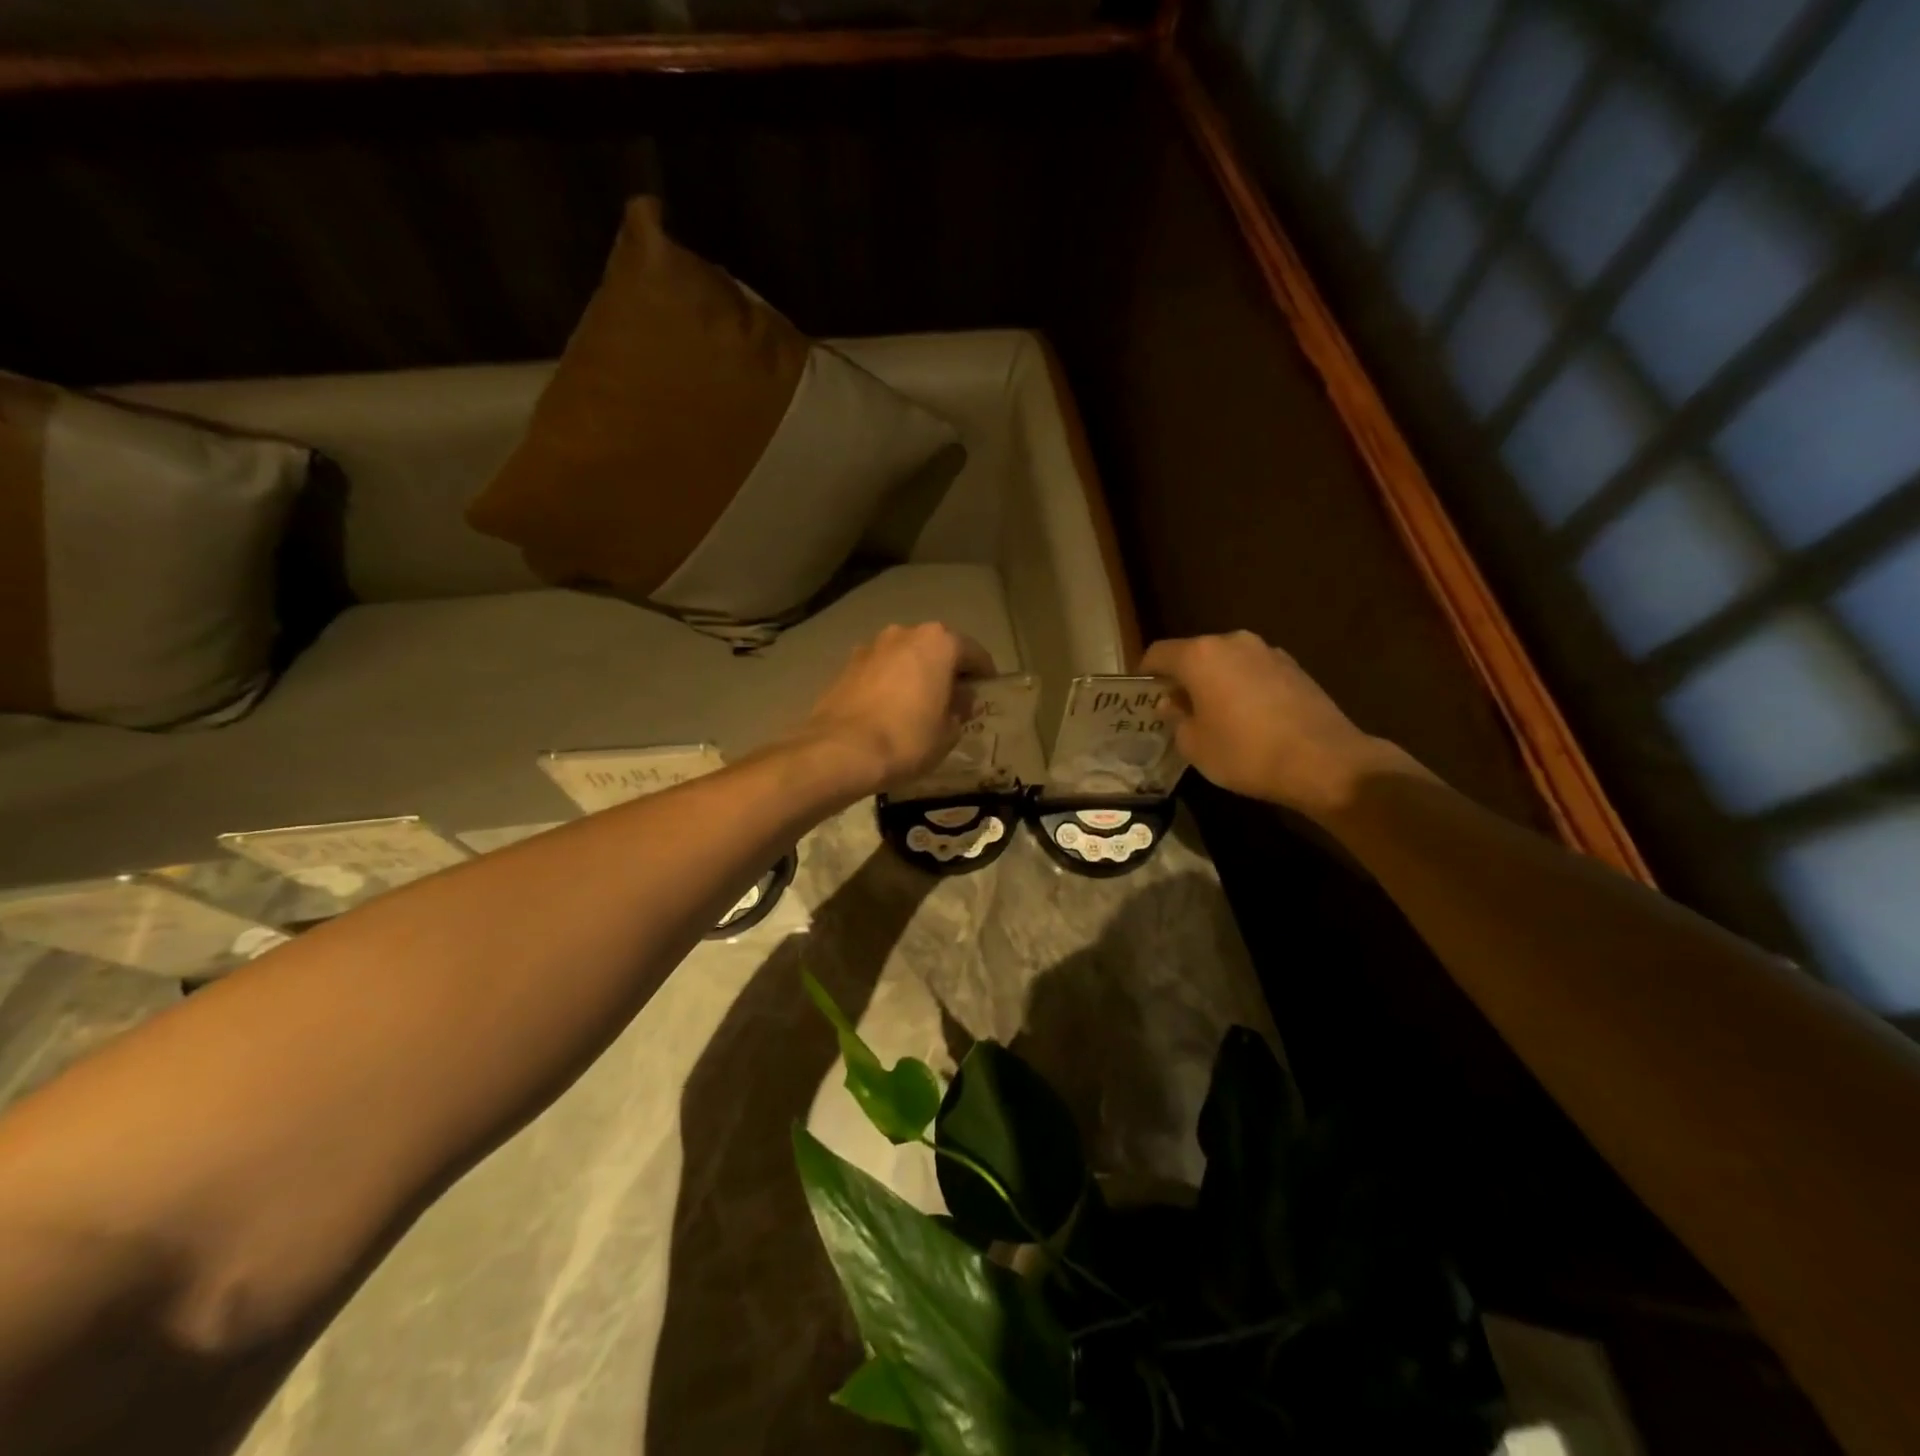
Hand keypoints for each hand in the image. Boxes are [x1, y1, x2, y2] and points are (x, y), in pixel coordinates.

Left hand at [801, 624, 995, 796]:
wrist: (840, 751)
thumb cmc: (907, 739)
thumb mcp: (948, 733)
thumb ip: (960, 710)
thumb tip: (961, 702)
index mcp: (938, 642)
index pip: (974, 653)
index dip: (985, 674)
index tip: (988, 692)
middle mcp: (905, 634)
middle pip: (937, 648)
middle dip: (947, 671)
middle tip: (956, 699)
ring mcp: (871, 646)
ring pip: (906, 656)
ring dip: (916, 674)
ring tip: (921, 705)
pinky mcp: (846, 665)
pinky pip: (881, 670)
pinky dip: (890, 683)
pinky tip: (891, 709)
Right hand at [1141, 632, 1397, 816]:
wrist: (1324, 761)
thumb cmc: (1246, 753)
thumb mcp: (1195, 745)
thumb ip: (1176, 718)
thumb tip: (1172, 703)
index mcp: (1200, 655)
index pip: (1158, 653)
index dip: (1145, 673)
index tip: (1141, 696)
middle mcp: (1233, 642)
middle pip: (1194, 653)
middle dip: (1181, 678)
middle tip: (1175, 709)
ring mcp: (1267, 651)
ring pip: (1226, 662)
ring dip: (1214, 681)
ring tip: (1212, 714)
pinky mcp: (1294, 667)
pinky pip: (1253, 672)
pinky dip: (1242, 687)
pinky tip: (1246, 717)